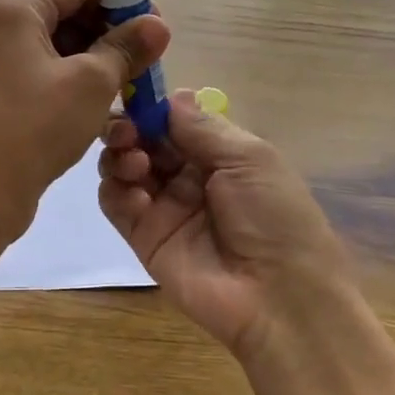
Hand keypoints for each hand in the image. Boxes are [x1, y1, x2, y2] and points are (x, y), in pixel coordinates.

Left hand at [0, 0, 168, 243]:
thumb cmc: (33, 129)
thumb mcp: (91, 84)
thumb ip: (126, 48)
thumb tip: (157, 24)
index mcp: (10, 8)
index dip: (122, 2)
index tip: (154, 29)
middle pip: (61, 15)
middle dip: (107, 36)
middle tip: (144, 63)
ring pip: (48, 50)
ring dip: (89, 64)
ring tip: (126, 89)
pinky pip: (31, 76)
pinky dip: (63, 85)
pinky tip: (94, 109)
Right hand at [99, 90, 354, 360]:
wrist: (279, 298)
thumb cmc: (274, 216)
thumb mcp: (249, 158)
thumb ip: (202, 126)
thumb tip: (170, 96)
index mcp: (219, 153)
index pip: (173, 120)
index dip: (152, 107)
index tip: (135, 97)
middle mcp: (188, 176)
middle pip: (143, 140)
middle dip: (129, 127)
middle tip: (127, 131)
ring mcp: (164, 207)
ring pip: (123, 167)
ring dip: (120, 155)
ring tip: (135, 163)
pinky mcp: (143, 237)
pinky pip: (115, 204)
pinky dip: (115, 190)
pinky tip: (133, 191)